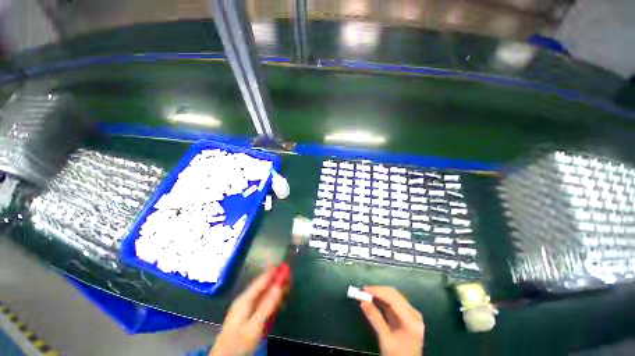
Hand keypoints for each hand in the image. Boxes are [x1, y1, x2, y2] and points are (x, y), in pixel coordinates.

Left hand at [210, 267, 285, 355]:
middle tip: (288, 273)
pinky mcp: (249, 316)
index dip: (272, 272)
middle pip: (263, 286)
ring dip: (275, 288)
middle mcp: (245, 300)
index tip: (283, 264)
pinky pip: (262, 302)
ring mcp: (246, 308)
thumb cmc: (238, 343)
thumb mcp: (254, 326)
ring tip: (286, 282)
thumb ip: (267, 305)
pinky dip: (272, 298)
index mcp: (244, 300)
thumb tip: (280, 285)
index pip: (260, 281)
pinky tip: (278, 297)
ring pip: (263, 294)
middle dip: (275, 279)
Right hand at [360, 286, 424, 355]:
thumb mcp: (385, 339)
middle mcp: (413, 313)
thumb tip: (362, 301)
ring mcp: (411, 313)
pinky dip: (383, 299)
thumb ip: (375, 319)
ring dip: (380, 293)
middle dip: (378, 290)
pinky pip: (393, 302)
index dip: (378, 291)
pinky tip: (374, 299)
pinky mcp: (407, 315)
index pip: (393, 299)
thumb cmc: (397, 355)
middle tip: (363, 290)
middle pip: (394, 295)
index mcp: (411, 320)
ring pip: (394, 296)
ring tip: (367, 294)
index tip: (364, 289)